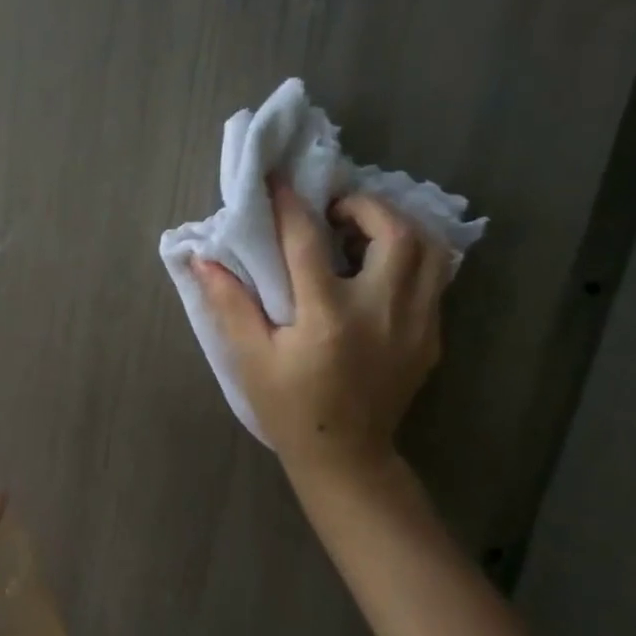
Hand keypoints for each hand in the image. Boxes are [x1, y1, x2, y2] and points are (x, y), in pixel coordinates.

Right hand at [191, 181, 449, 485]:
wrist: (347, 456)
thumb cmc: (290, 407)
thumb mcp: (251, 358)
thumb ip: (230, 305)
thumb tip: (202, 260)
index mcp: (329, 317)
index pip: (308, 242)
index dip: (289, 204)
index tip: (277, 179)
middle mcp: (381, 311)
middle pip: (395, 232)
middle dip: (364, 206)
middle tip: (332, 210)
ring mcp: (415, 324)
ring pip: (430, 251)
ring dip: (396, 227)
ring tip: (361, 232)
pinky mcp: (431, 336)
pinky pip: (433, 279)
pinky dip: (409, 257)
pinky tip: (377, 267)